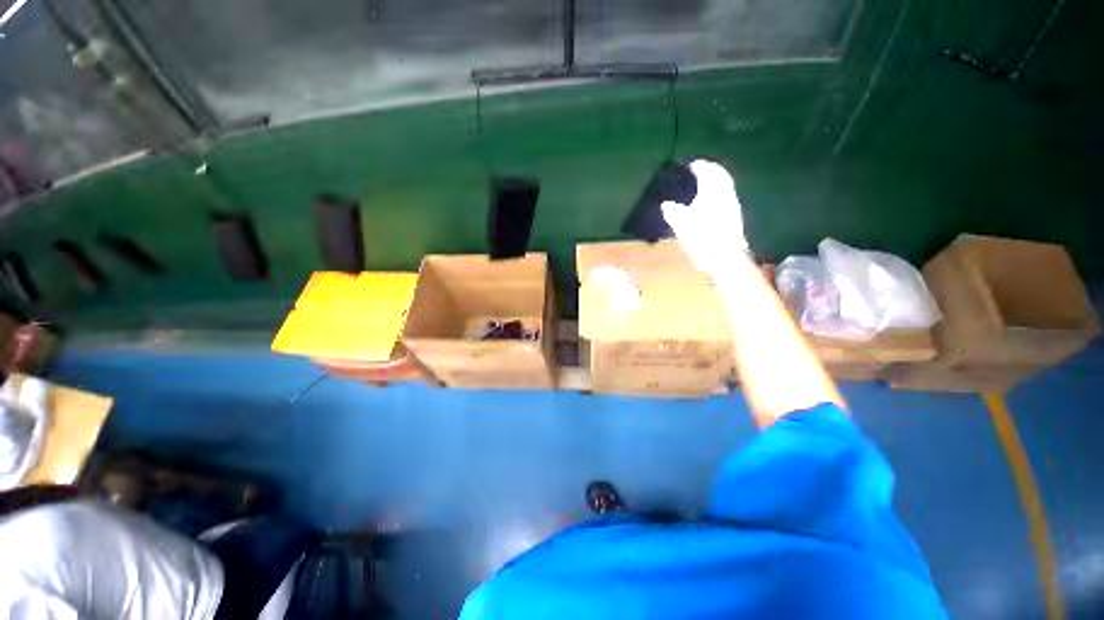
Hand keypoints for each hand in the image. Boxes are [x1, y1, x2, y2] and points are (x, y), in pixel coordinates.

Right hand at [661, 160, 747, 279]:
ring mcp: (732, 206)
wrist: (725, 258)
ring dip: (716, 180)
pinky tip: (711, 201)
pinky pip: (726, 196)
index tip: (692, 164)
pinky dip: (719, 191)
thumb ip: (673, 212)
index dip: (700, 166)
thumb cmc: (702, 238)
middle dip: (711, 170)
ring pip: (725, 186)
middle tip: (701, 169)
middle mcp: (725, 195)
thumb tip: (666, 205)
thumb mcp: (681, 225)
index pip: (708, 172)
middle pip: (721, 176)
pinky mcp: (734, 217)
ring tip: (705, 183)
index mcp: (712, 192)